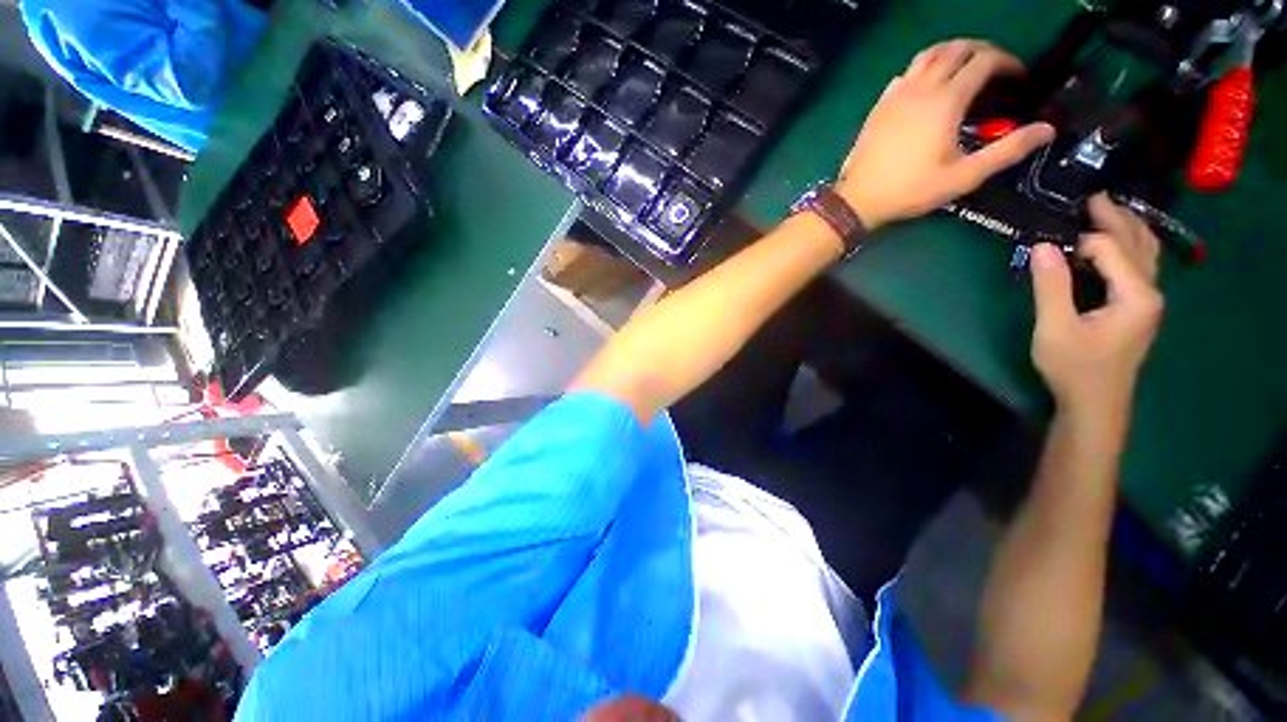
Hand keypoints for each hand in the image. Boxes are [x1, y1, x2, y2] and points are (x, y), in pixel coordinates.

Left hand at [836, 40, 1053, 229]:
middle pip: (957, 49)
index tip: (1018, 78)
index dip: (1008, 62)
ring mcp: (895, 94)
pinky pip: (905, 74)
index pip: (984, 61)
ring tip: (965, 68)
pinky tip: (927, 86)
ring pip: (928, 55)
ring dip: (951, 53)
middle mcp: (921, 87)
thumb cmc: (910, 190)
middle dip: (983, 51)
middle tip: (996, 69)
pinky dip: (923, 69)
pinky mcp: (879, 106)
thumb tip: (1046, 130)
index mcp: (946, 100)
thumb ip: (1007, 151)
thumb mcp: (964, 176)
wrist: (857, 200)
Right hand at [1030, 194, 1163, 417]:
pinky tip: (1118, 243)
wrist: (1095, 403)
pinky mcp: (1138, 309)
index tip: (1051, 238)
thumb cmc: (1074, 368)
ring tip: (1108, 210)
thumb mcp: (1055, 328)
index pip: (1111, 248)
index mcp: (1135, 294)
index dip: (1083, 239)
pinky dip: (1129, 247)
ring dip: (1128, 228)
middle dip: (1116, 217)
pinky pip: (1140, 266)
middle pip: (1138, 243)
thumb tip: (1042, 246)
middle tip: (1091, 196)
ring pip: (1145, 253)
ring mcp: (1147, 301)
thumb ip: (1051, 286)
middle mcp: (1150, 291)